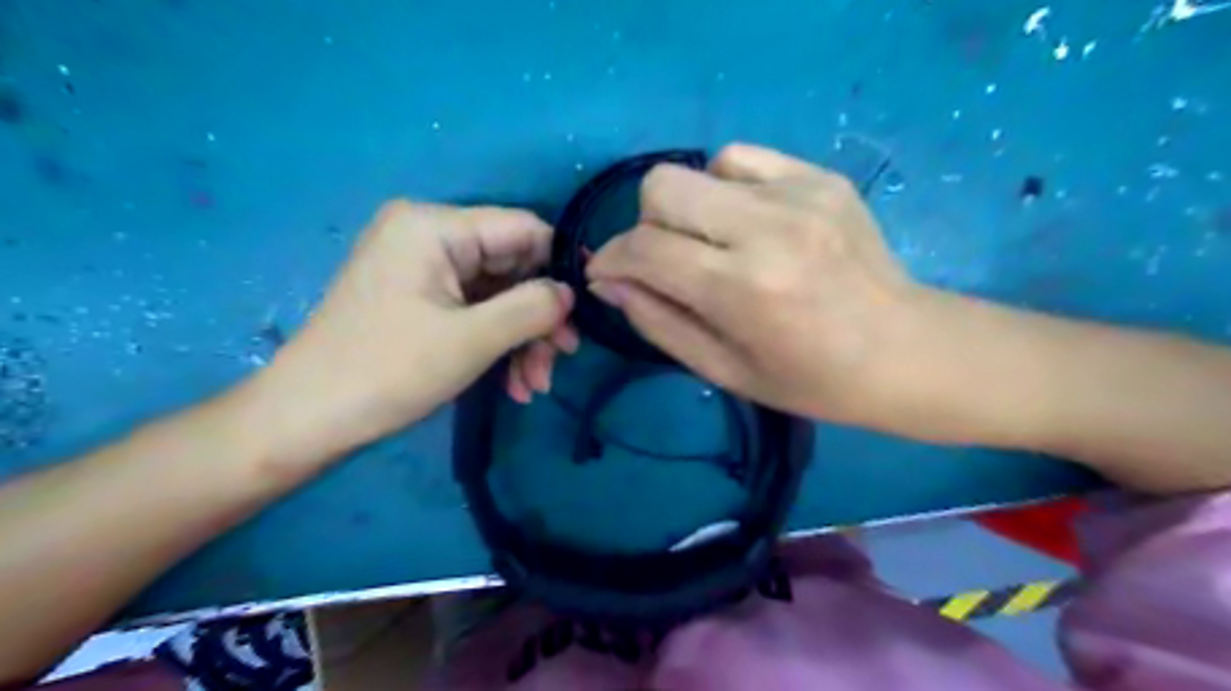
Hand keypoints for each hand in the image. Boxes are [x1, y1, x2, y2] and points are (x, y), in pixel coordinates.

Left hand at [253, 199, 578, 458]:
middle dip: (538, 319)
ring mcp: (422, 269)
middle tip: (559, 362)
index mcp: (434, 226)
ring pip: (498, 295)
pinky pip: (474, 311)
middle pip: (512, 267)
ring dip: (521, 340)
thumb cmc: (388, 371)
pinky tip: (512, 385)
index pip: (523, 229)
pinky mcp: (419, 298)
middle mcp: (428, 236)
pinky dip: (497, 345)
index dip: (560, 268)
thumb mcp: (473, 339)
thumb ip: (533, 307)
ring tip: (533, 386)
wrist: (307, 419)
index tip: (584, 312)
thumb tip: (570, 293)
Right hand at [589, 144, 933, 429]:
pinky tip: (748, 221)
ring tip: (715, 243)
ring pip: (700, 167)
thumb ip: (658, 322)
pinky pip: (743, 159)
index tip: (608, 273)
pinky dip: (727, 187)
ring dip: (690, 206)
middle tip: (667, 261)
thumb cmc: (810, 380)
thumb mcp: (723, 370)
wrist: (905, 351)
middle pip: (662, 186)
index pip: (645, 248)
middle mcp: (767, 228)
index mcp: (742, 288)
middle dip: (646, 225)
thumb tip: (609, 281)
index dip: (612, 258)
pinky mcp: (821, 177)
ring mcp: (800, 193)